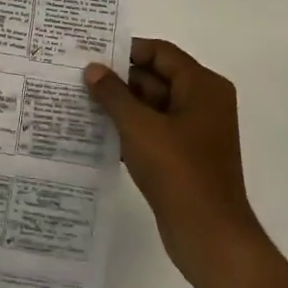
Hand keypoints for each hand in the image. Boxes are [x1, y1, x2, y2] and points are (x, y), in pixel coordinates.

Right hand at [84, 38, 269, 287]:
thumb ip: (113, 94)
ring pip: (152, 106)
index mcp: (202, 87)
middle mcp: (204, 102)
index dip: (126, 51)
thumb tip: (92, 69)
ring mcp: (196, 131)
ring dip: (121, 106)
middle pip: (156, 77)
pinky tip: (98, 133)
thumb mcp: (139, 127)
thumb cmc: (178, 171)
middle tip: (78, 79)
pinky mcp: (186, 156)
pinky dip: (130, 129)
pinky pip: (154, 130)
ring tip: (81, 103)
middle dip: (119, 80)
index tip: (91, 54)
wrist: (209, 235)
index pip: (160, 53)